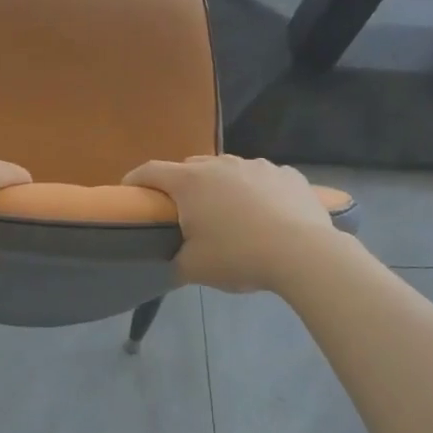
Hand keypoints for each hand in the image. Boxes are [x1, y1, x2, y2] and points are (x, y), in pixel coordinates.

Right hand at [124, 154, 344, 293]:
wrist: (303, 253)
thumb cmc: (238, 256)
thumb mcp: (194, 268)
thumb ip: (174, 260)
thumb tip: (172, 258)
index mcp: (190, 182)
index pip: (150, 171)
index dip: (135, 180)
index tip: (129, 192)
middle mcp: (220, 164)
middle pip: (190, 167)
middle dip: (182, 185)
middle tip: (186, 212)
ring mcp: (256, 165)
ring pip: (228, 170)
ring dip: (222, 187)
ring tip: (231, 214)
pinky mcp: (287, 173)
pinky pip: (262, 178)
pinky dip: (257, 191)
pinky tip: (267, 214)